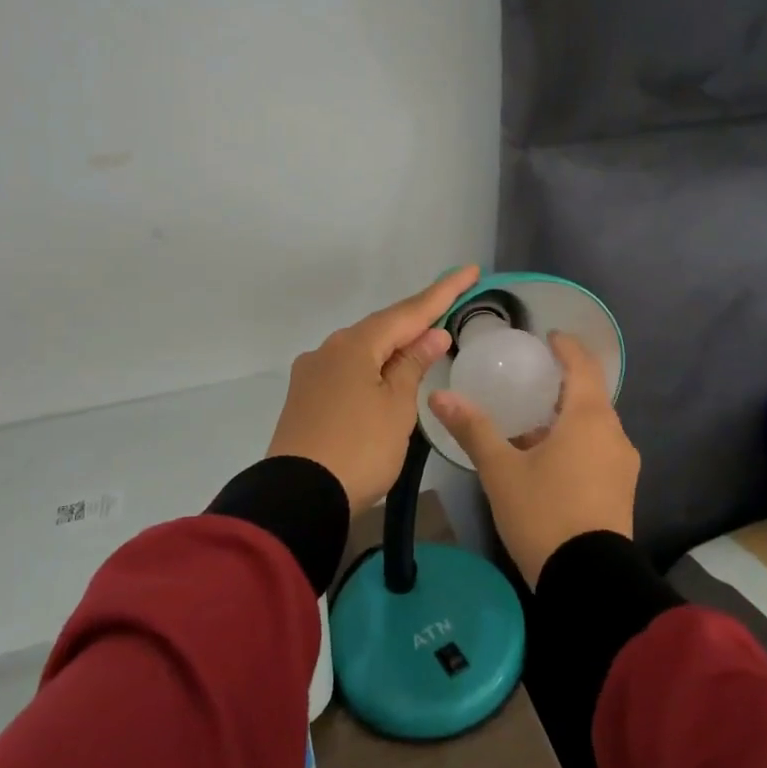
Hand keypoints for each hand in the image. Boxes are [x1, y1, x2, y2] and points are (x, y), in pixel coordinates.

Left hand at [268, 265, 480, 513]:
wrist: (297, 497)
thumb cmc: (360, 448)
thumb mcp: (396, 407)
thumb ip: (413, 365)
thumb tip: (431, 334)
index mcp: (355, 345)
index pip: (409, 311)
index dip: (442, 292)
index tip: (469, 270)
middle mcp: (329, 349)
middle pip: (382, 327)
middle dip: (416, 319)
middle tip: (449, 308)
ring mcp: (312, 373)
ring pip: (363, 349)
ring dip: (393, 345)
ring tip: (422, 346)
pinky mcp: (305, 396)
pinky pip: (348, 370)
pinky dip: (373, 367)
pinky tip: (385, 376)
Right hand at [429, 332, 639, 588]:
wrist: (589, 582)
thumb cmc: (544, 513)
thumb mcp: (501, 471)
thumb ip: (473, 429)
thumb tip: (440, 396)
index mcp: (588, 417)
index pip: (583, 365)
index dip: (567, 347)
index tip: (549, 337)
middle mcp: (614, 434)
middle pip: (591, 395)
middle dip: (563, 384)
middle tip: (531, 380)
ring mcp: (622, 464)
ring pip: (594, 426)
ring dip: (567, 417)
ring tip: (532, 423)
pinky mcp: (621, 490)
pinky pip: (598, 450)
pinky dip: (575, 442)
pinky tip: (548, 461)